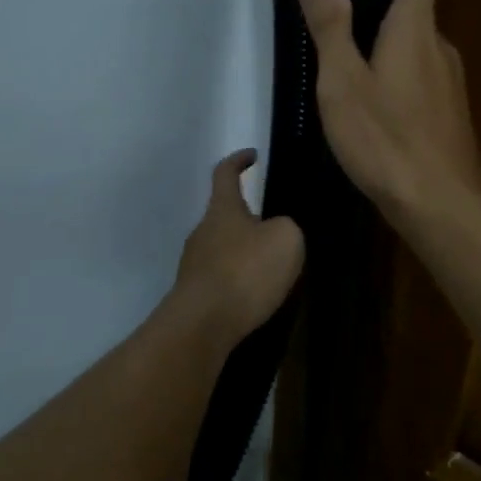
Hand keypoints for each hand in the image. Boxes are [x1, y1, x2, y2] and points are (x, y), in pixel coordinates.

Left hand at [173, 149, 304, 338]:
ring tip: (271, 270)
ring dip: (245, 254)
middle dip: (249, 219)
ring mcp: (194, 264)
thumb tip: (276, 231)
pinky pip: (221, 278)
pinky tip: (255, 298)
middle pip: (225, 215)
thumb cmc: (245, 272)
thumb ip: (286, 227)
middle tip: (277, 233)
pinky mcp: (194, 294)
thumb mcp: (286, 239)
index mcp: (222, 209)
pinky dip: (238, 281)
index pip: (225, 173)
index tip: (252, 156)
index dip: (238, 160)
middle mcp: (202, 231)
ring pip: (223, 249)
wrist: (203, 325)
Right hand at [293, 0, 480, 233]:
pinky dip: (396, 75)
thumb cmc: (386, 140)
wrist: (441, 207)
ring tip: (342, 64)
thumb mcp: (343, 82)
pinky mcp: (450, 112)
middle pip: (414, 4)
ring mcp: (450, 81)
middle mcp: (439, 45)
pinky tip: (369, 106)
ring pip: (414, 45)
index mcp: (415, 27)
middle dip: (376, 2)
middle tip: (330, 15)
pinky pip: (420, 76)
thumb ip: (329, 25)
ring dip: (384, 43)